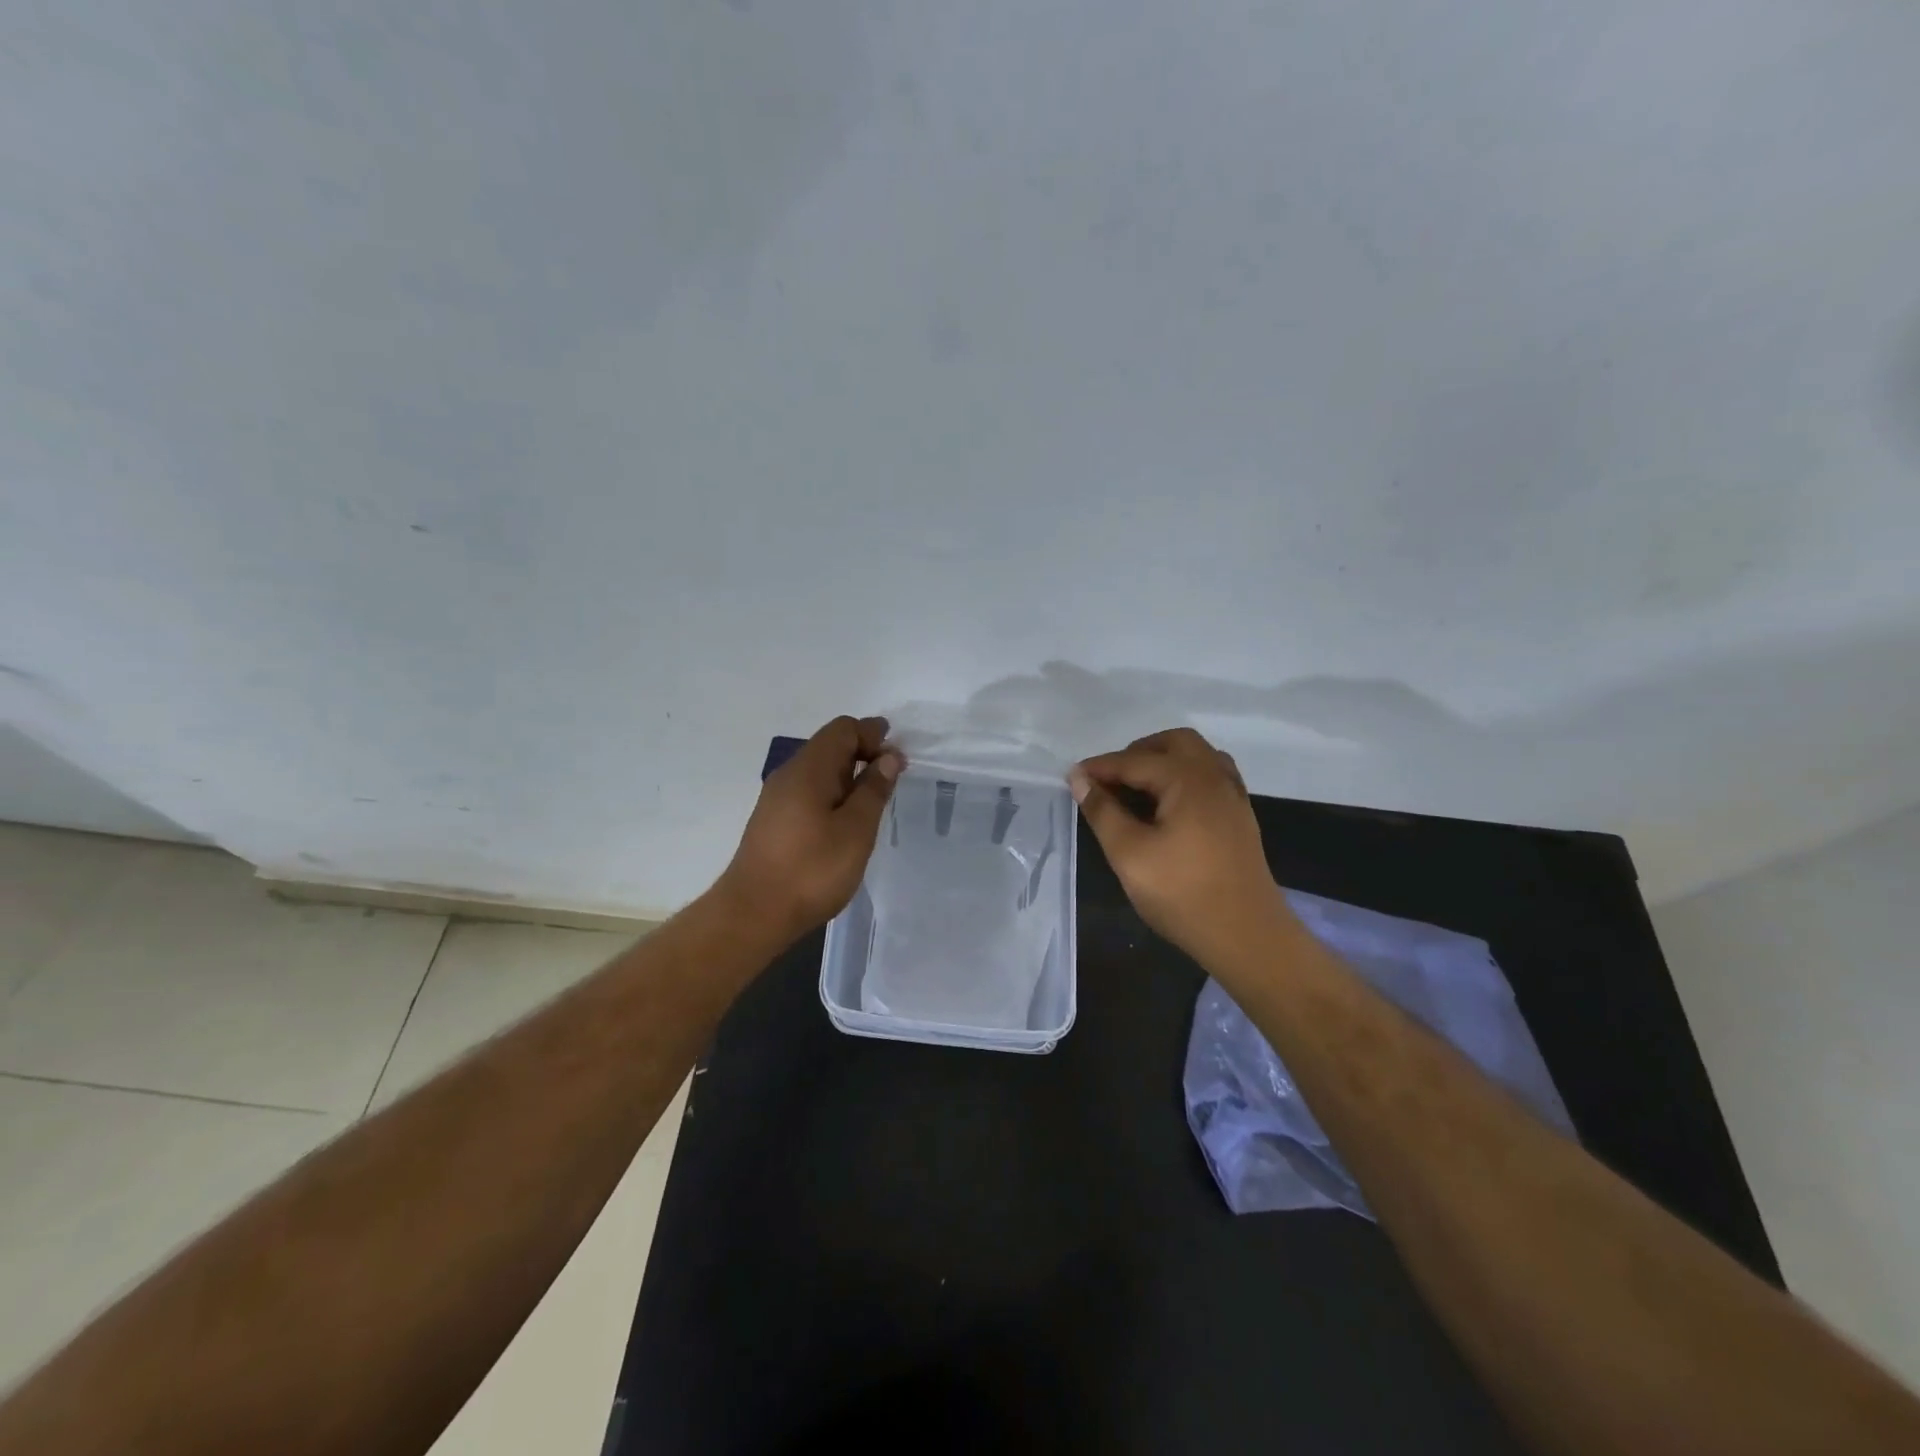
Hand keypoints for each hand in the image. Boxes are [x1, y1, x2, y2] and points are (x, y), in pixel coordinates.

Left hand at [720, 715, 902, 944]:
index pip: (843, 729)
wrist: (753, 914)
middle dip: (863, 753)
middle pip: (829, 746)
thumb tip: (888, 756)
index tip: (898, 758)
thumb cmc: (812, 870)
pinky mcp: (773, 821)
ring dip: (848, 777)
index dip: (873, 735)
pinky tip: (845, 822)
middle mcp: (789, 774)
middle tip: (891, 779)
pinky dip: (833, 794)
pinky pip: (808, 791)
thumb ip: (874, 790)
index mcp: (809, 769)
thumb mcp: (856, 830)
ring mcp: (777, 798)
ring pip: (819, 771)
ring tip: (873, 802)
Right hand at [1070, 727, 1288, 967]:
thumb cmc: (1182, 894)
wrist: (1247, 936)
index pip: (1134, 761)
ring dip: (1164, 761)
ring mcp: (1233, 795)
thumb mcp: (1129, 854)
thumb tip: (1079, 779)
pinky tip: (1168, 806)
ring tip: (1137, 790)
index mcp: (1188, 780)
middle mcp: (1214, 776)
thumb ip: (1103, 811)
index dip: (1100, 768)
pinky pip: (1211, 776)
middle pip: (1174, 743)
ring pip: (1197, 756)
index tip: (1071, 777)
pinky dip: (1184, 777)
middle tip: (1109, 781)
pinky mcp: (1240, 816)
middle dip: (1137, 753)